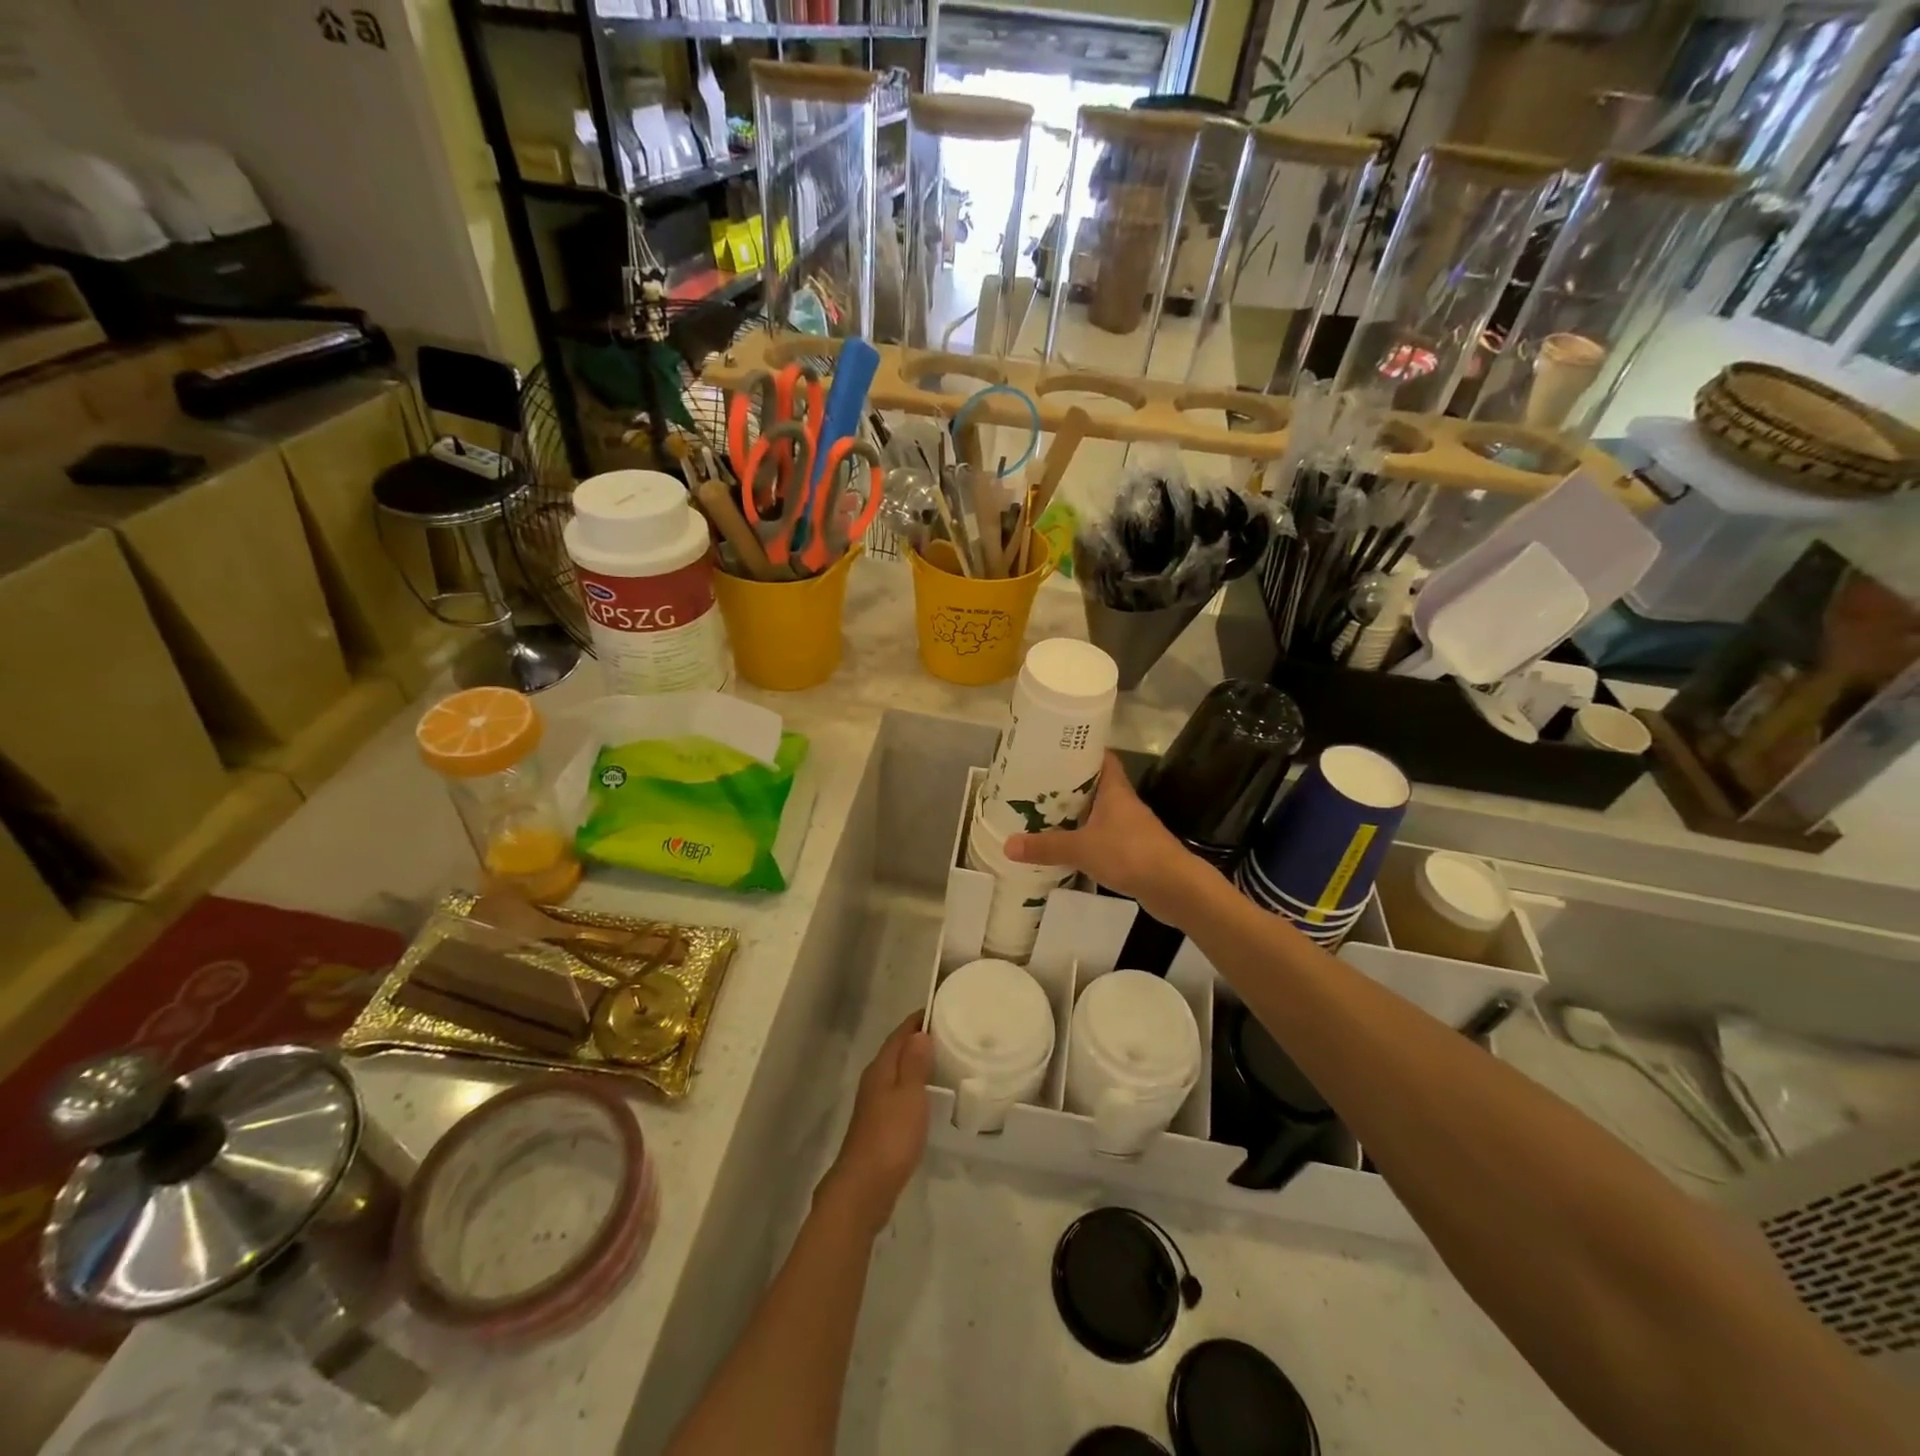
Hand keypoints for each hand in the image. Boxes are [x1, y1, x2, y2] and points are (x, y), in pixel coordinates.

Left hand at [818, 1014, 932, 1237]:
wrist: (864, 1188)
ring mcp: (875, 1104)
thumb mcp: (909, 1096)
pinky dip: (914, 1086)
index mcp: (881, 1069)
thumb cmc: (891, 1137)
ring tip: (944, 1060)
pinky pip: (899, 1093)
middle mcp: (875, 1081)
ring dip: (916, 1063)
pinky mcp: (879, 1125)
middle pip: (897, 1051)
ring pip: (897, 1073)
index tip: (940, 1008)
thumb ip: (914, 1064)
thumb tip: (919, 1033)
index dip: (917, 1020)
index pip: (900, 1034)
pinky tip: (928, 1096)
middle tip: (949, 1032)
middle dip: (918, 1040)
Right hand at [1004, 753, 1218, 923]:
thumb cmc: (1130, 853)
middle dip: (1068, 785)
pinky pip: (1102, 837)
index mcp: (1114, 789)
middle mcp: (1123, 803)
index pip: (1100, 757)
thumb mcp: (1081, 848)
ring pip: (1097, 813)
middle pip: (1094, 785)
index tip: (1053, 751)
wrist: (1174, 887)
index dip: (1079, 751)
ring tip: (1043, 815)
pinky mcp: (1132, 850)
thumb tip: (1007, 845)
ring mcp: (1129, 827)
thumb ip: (1046, 847)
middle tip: (1036, 785)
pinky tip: (1066, 847)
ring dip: (1075, 814)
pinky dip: (1084, 839)